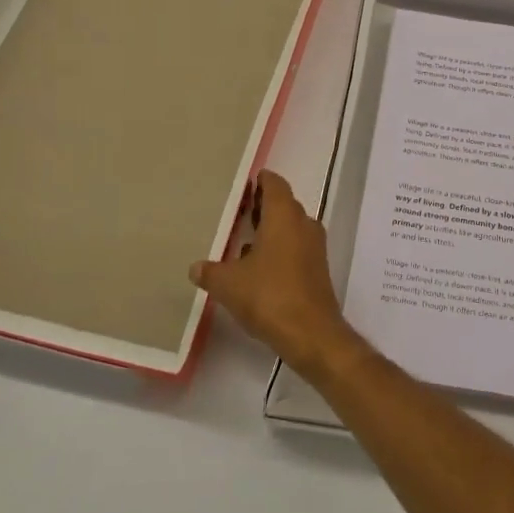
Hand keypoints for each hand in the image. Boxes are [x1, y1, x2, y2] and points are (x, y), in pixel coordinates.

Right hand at [191, 170, 356, 372]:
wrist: (311, 332)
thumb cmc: (269, 296)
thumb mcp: (228, 284)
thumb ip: (210, 272)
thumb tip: (196, 267)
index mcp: (284, 216)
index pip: (275, 184)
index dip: (261, 180)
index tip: (245, 183)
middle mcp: (303, 224)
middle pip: (284, 204)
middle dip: (263, 205)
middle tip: (238, 209)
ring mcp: (314, 246)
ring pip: (291, 226)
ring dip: (271, 228)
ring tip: (244, 237)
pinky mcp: (317, 268)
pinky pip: (296, 247)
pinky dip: (279, 248)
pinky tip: (258, 266)